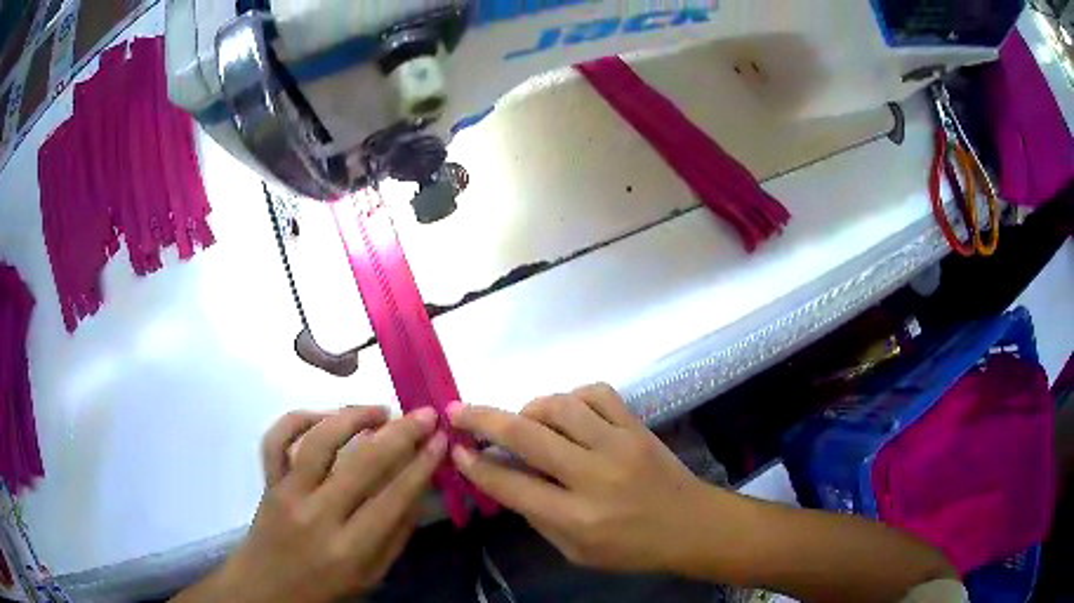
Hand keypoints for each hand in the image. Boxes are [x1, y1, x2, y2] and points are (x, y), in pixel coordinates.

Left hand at [178, 406, 445, 602]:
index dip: (421, 464)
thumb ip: (397, 535)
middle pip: (362, 463)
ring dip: (351, 417)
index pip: (393, 497)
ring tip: (380, 410)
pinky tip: (324, 416)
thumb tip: (419, 488)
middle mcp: (317, 515)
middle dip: (400, 433)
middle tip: (424, 414)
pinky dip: (298, 419)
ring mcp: (287, 493)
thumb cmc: (326, 588)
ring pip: (318, 441)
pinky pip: (276, 439)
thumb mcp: (372, 576)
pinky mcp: (267, 481)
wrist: (267, 588)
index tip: (441, 439)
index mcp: (350, 548)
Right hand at [449, 384, 711, 573]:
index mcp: (577, 518)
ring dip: (529, 409)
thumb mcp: (575, 552)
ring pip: (559, 406)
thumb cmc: (632, 549)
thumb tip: (504, 477)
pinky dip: (571, 397)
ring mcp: (619, 444)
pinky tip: (566, 413)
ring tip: (523, 421)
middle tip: (458, 411)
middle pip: (526, 436)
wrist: (692, 525)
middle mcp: (594, 477)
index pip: (511, 485)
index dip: (476, 466)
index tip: (455, 449)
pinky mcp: (637, 426)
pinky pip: (596, 393)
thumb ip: (537, 516)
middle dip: (483, 420)